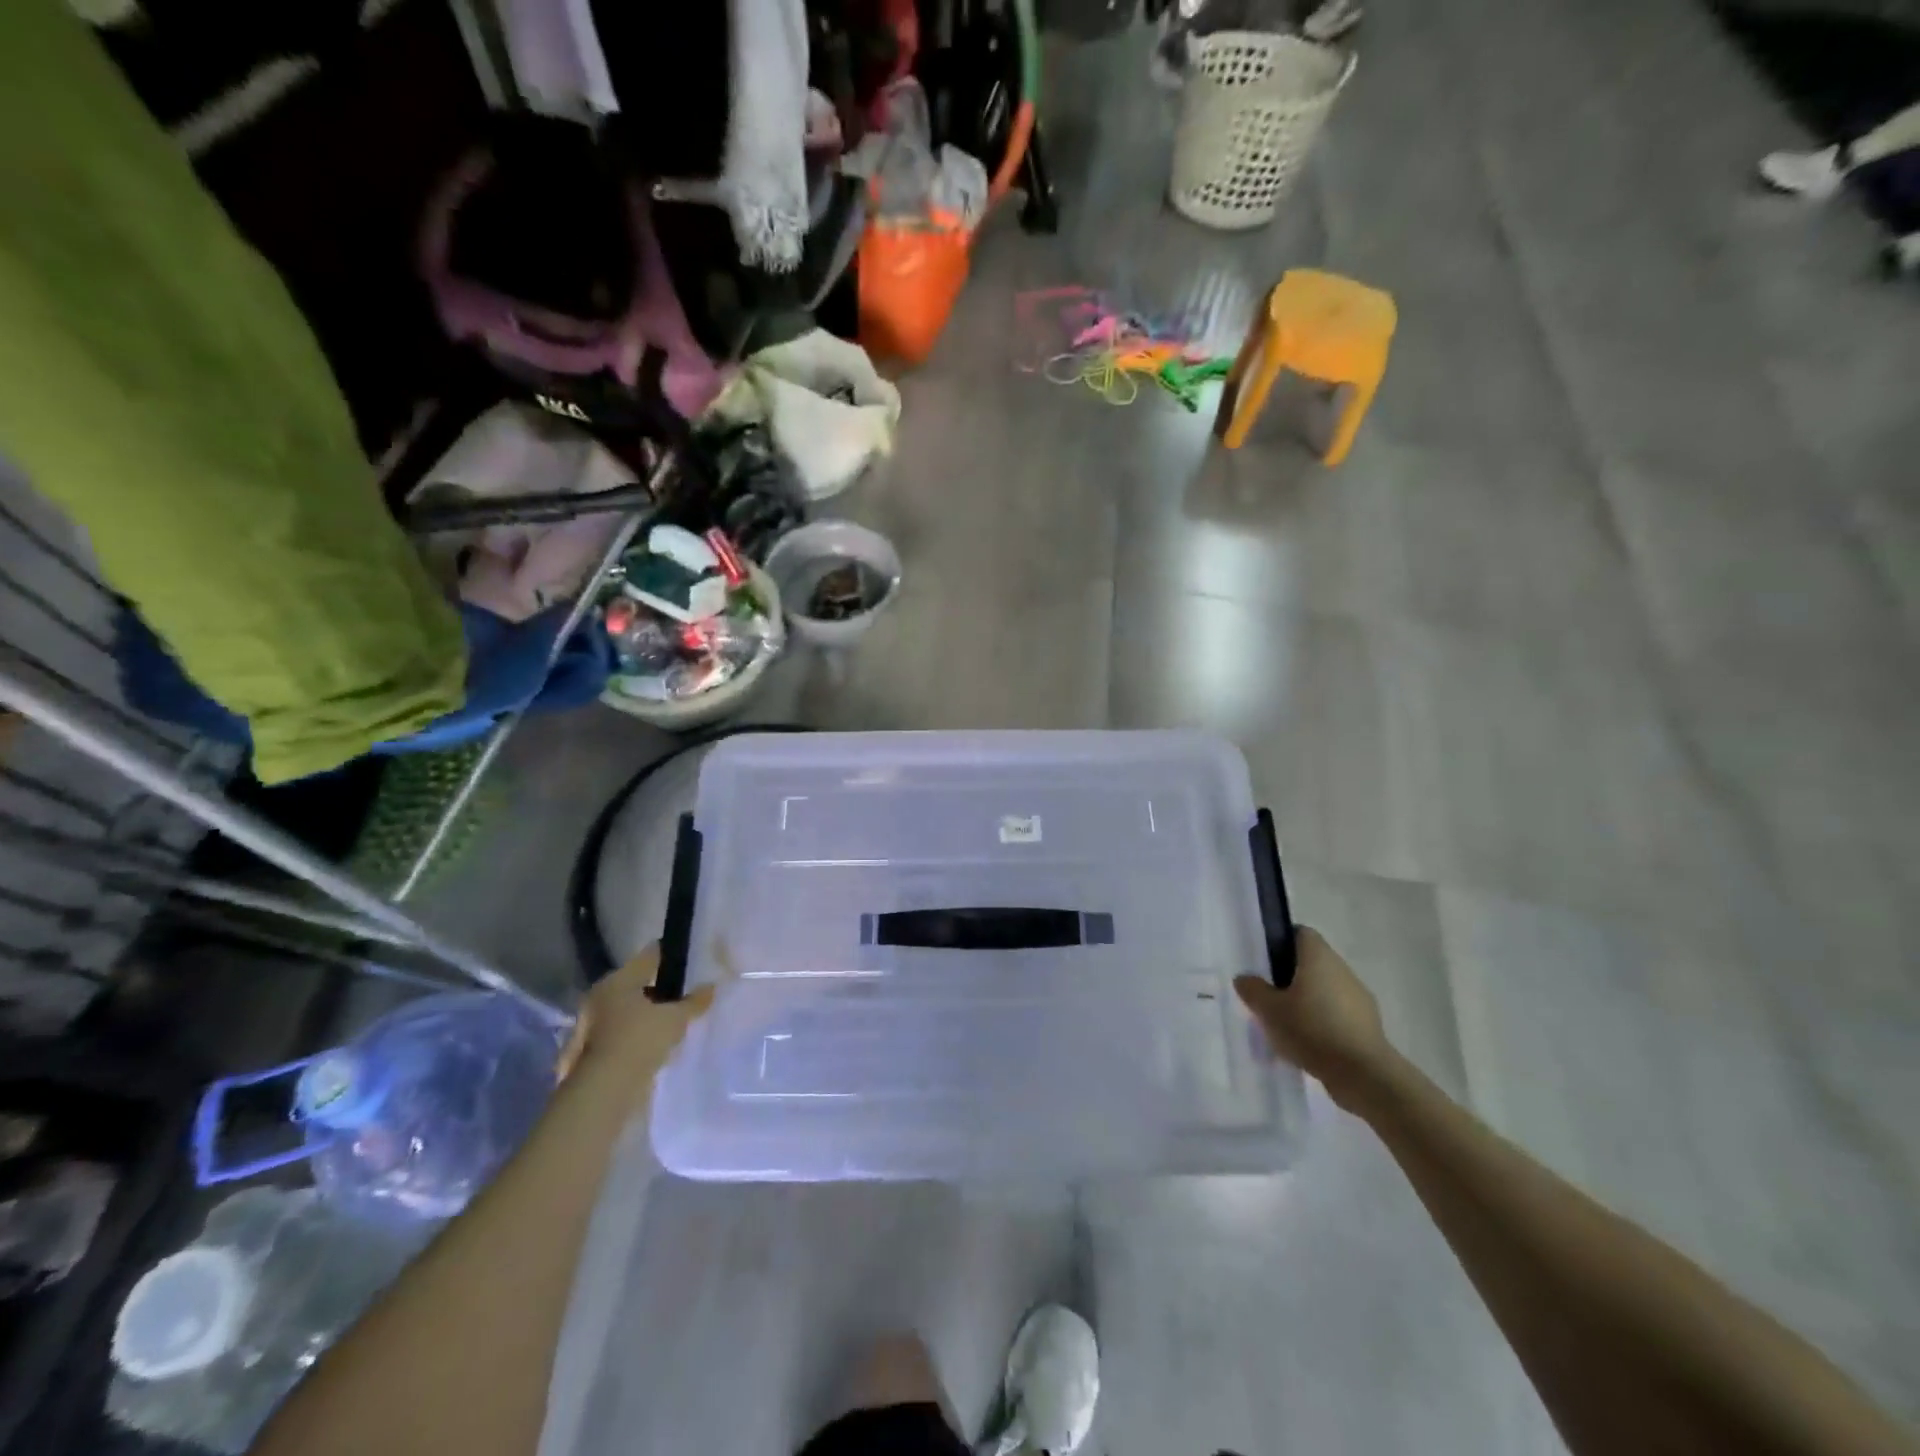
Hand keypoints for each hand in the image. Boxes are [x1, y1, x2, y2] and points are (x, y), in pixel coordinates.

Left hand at [556, 944, 712, 1090]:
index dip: (670, 955)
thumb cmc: (639, 1041)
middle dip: (658, 988)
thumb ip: (694, 1002)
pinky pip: (621, 1034)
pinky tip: (655, 1044)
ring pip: (626, 1010)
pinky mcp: (590, 1052)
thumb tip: (711, 987)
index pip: (649, 956)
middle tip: (683, 994)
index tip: (688, 958)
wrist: (603, 1093)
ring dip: (646, 1014)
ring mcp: (591, 1025)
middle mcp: (599, 997)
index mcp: (617, 981)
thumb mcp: (675, 1019)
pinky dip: (636, 1035)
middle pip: (635, 983)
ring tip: (672, 1023)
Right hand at [1234, 927, 1392, 1109]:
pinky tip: (1307, 1044)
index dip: (1280, 941)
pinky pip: (1337, 1014)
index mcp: (1318, 957)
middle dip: (1289, 977)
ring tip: (1285, 1025)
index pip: (1300, 933)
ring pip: (1325, 989)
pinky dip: (1322, 1022)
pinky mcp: (1368, 1024)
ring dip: (1306, 1001)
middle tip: (1268, 997)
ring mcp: (1359, 997)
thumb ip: (1253, 990)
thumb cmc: (1312, 1030)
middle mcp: (1341, 970)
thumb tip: (1245, 978)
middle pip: (1311, 963)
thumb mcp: (1269, 1010)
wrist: (1364, 1076)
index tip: (1264, 962)